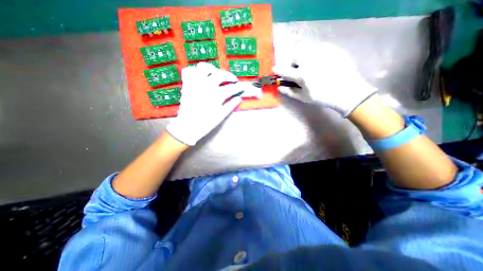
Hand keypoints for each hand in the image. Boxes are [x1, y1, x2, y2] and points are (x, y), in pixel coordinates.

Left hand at [167, 63, 243, 145]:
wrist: (188, 127)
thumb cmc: (206, 123)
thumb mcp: (221, 115)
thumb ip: (231, 105)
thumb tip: (239, 98)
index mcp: (216, 95)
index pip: (232, 88)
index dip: (239, 87)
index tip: (243, 86)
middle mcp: (206, 86)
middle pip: (220, 74)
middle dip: (229, 76)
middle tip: (233, 80)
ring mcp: (195, 83)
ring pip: (203, 67)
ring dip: (212, 69)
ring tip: (215, 74)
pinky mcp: (186, 85)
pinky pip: (188, 71)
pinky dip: (195, 71)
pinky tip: (200, 76)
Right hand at [273, 41, 374, 115]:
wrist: (348, 92)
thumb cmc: (323, 97)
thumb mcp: (304, 97)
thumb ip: (290, 91)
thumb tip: (279, 87)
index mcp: (302, 75)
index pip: (285, 70)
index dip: (278, 69)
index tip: (275, 69)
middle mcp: (310, 61)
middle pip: (295, 53)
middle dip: (293, 60)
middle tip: (297, 68)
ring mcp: (322, 53)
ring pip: (306, 47)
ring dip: (302, 55)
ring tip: (309, 64)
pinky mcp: (332, 49)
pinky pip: (318, 47)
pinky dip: (314, 53)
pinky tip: (320, 62)